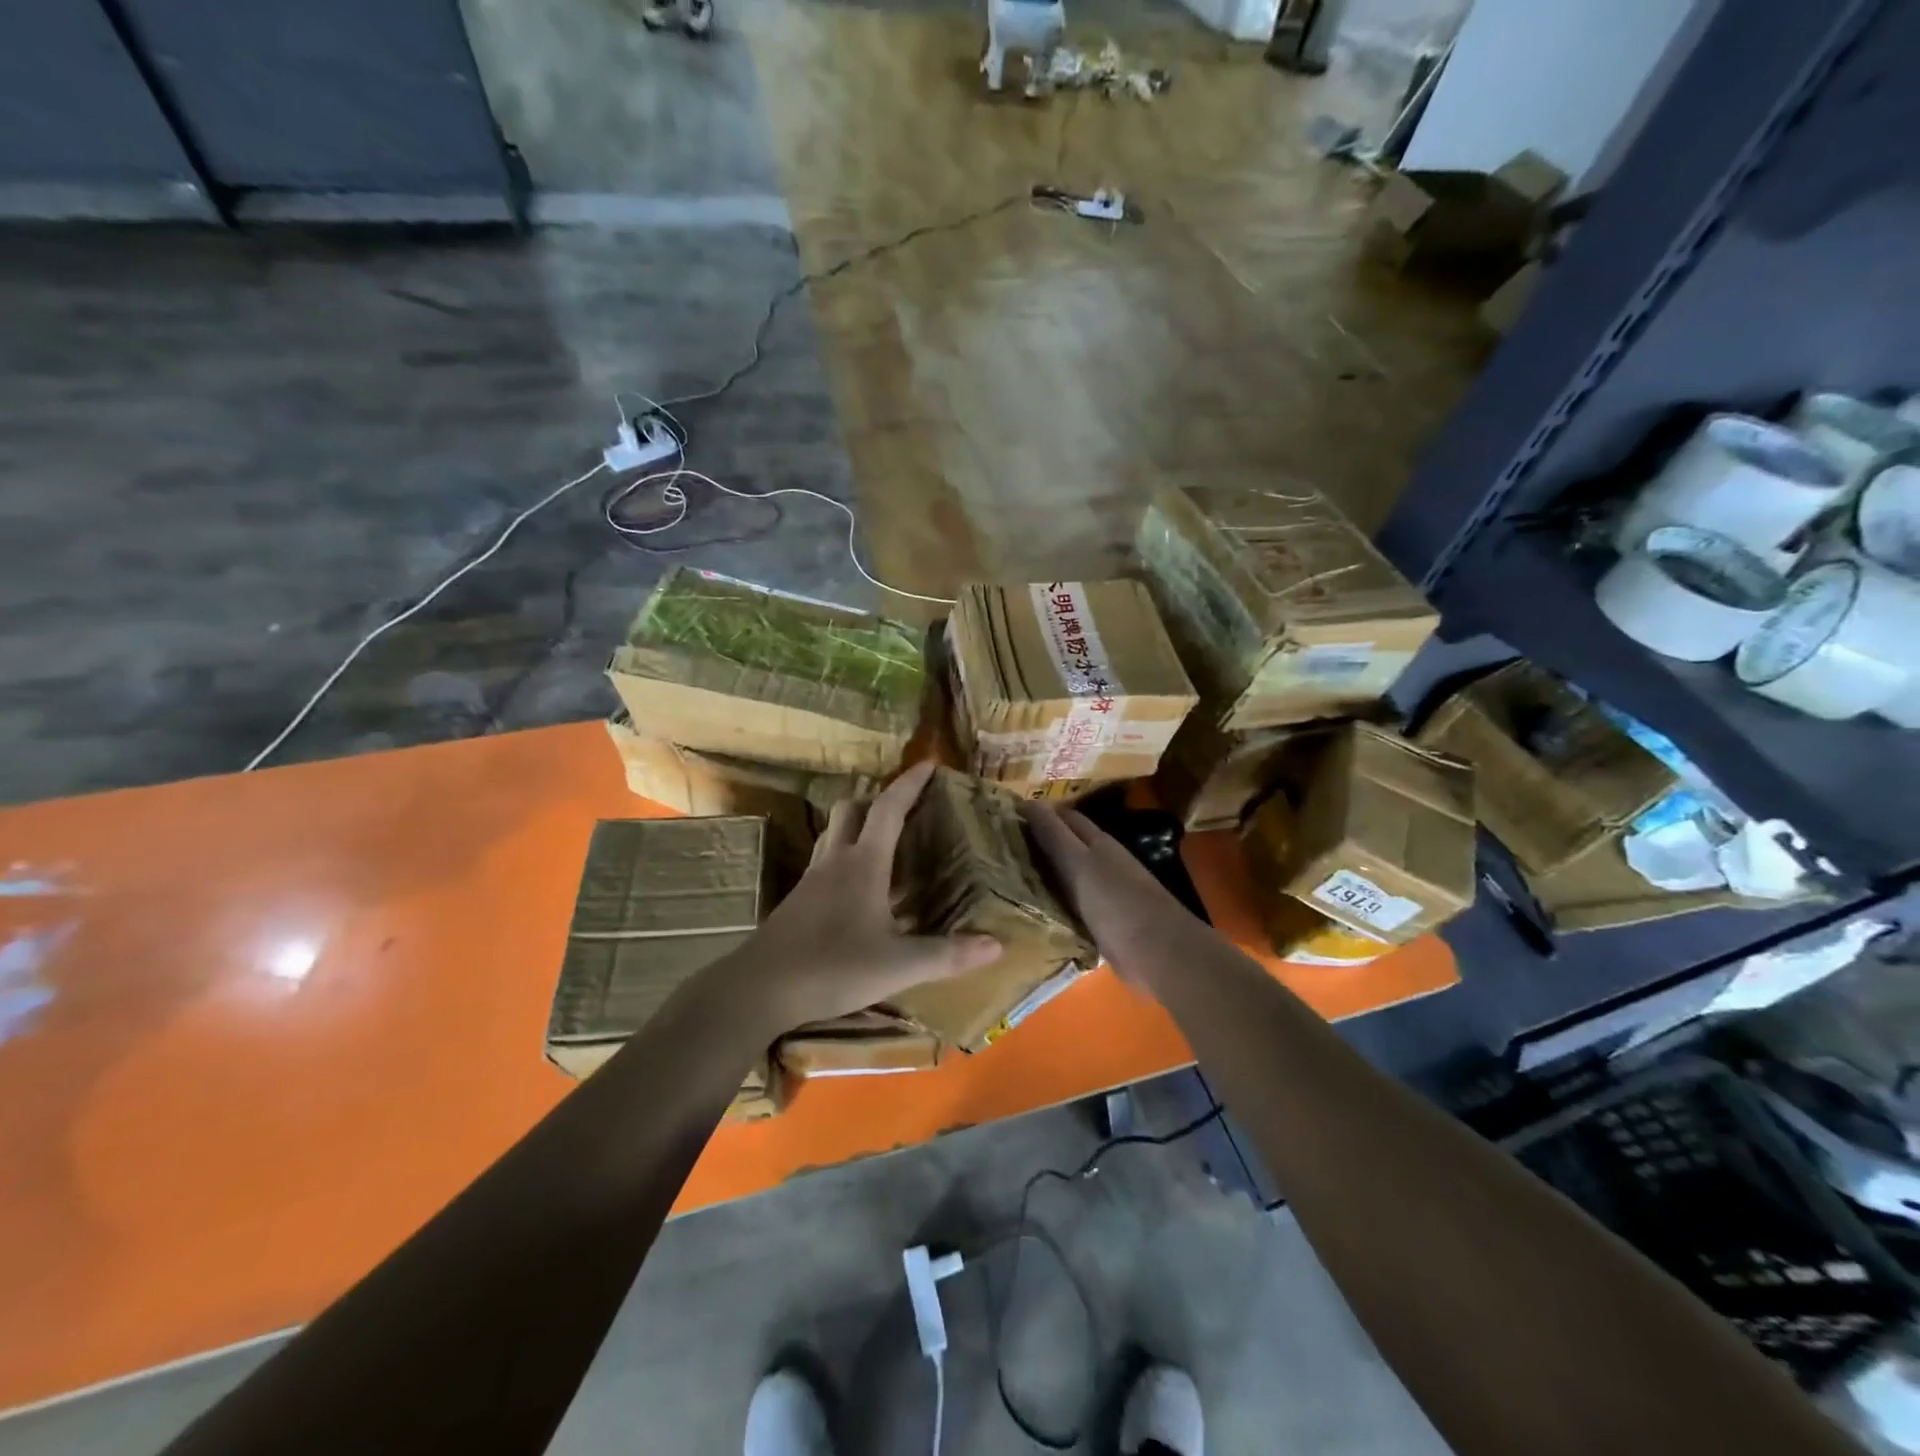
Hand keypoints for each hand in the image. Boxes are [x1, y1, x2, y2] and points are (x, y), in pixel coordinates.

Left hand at [726, 761, 1001, 1035]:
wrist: (758, 989)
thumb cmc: (832, 967)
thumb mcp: (898, 965)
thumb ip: (947, 955)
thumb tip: (997, 944)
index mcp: (863, 864)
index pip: (889, 809)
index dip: (909, 784)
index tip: (929, 764)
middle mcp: (835, 861)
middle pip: (851, 810)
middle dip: (877, 799)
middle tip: (904, 807)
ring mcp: (811, 879)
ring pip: (833, 833)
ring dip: (857, 824)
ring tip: (882, 840)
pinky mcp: (796, 901)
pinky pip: (824, 860)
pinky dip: (844, 856)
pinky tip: (856, 886)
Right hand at [1021, 802, 1215, 993]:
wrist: (1158, 953)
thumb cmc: (1116, 902)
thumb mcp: (1079, 863)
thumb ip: (1054, 836)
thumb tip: (1028, 802)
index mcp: (1098, 842)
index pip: (1064, 817)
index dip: (1037, 814)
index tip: (1002, 816)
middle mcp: (1102, 862)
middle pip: (1065, 846)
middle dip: (1036, 843)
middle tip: (995, 847)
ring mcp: (1105, 893)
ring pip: (1066, 876)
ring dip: (1042, 874)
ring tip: (1004, 877)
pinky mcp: (1103, 922)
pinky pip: (1070, 905)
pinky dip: (1052, 902)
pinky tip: (1029, 910)